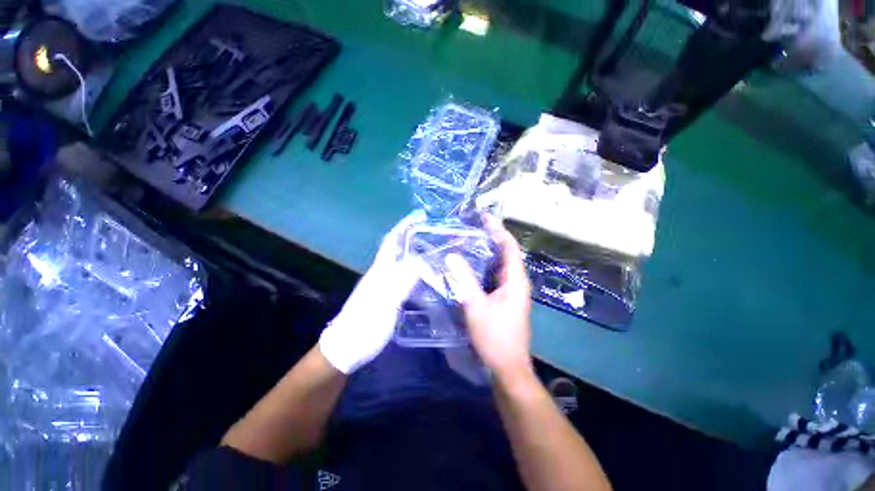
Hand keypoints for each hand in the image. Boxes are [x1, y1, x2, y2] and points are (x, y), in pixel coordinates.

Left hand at [319, 212, 423, 373]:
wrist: (347, 349)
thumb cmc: (365, 325)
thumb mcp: (385, 302)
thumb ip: (402, 280)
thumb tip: (420, 259)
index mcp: (380, 270)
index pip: (392, 241)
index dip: (404, 226)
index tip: (420, 216)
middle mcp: (381, 273)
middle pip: (398, 249)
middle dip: (413, 237)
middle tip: (436, 233)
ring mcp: (384, 285)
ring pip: (403, 262)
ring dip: (417, 253)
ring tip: (436, 250)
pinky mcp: (387, 297)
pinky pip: (405, 277)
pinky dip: (417, 270)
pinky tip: (427, 275)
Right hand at [445, 216, 532, 380]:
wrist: (507, 367)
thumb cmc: (494, 336)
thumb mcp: (476, 306)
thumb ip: (464, 279)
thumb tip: (452, 256)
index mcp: (515, 280)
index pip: (510, 247)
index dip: (499, 230)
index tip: (485, 218)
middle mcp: (517, 282)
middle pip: (507, 253)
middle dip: (493, 238)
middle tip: (474, 227)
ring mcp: (512, 291)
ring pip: (501, 265)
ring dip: (489, 252)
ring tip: (471, 240)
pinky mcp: (505, 299)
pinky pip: (496, 276)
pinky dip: (486, 266)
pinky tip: (473, 265)